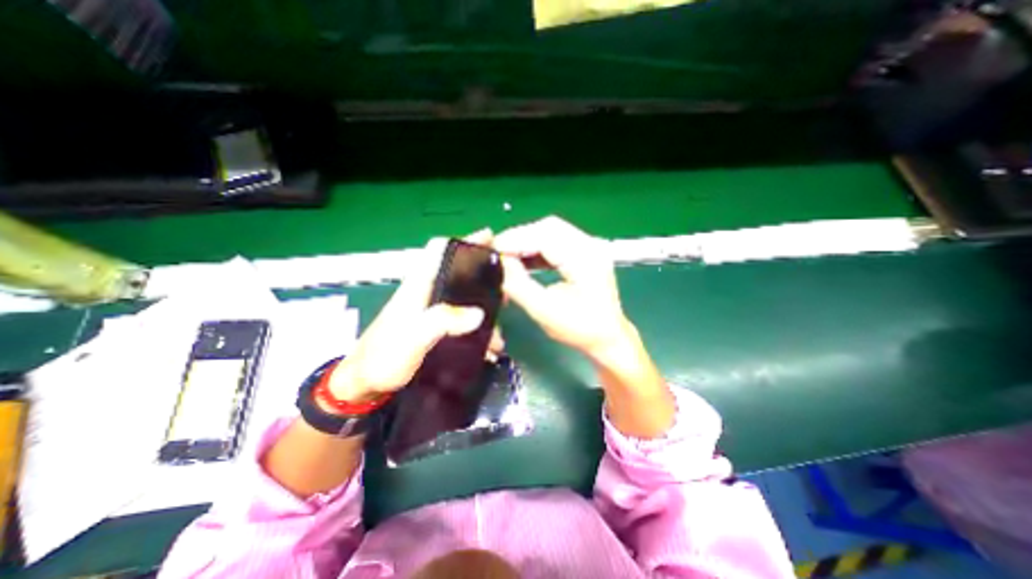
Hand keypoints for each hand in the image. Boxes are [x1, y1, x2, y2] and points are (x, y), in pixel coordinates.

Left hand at [328, 231, 493, 401]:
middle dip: (483, 276)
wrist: (366, 384)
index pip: (438, 250)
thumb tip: (479, 313)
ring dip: (483, 311)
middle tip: (506, 287)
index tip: (489, 239)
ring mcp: (431, 310)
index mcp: (418, 285)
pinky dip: (476, 329)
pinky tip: (487, 346)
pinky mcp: (434, 327)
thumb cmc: (384, 356)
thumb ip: (443, 321)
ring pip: (463, 299)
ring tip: (500, 331)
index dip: (463, 241)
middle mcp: (426, 292)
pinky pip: (461, 319)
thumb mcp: (413, 337)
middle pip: (458, 272)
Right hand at [494, 217, 634, 360]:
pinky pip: (556, 242)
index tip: (492, 249)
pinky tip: (524, 260)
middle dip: (520, 237)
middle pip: (548, 227)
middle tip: (498, 252)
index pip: (545, 235)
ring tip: (507, 257)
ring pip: (551, 232)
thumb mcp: (544, 311)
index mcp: (585, 258)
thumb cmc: (580, 330)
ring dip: (527, 242)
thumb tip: (499, 263)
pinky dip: (537, 249)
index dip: (515, 239)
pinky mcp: (585, 253)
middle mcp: (590, 245)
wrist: (608, 339)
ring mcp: (590, 247)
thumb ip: (518, 285)